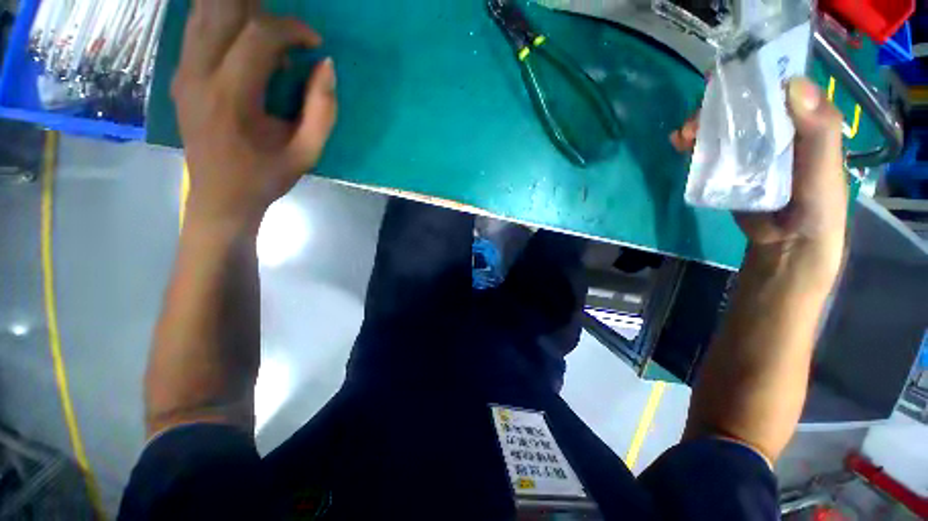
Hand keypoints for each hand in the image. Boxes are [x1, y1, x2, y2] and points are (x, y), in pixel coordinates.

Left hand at [173, 0, 337, 230]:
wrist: (219, 197)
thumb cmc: (266, 177)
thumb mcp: (307, 152)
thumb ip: (322, 110)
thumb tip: (326, 66)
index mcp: (232, 97)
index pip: (258, 35)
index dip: (292, 28)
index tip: (314, 44)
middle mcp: (198, 73)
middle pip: (222, 8)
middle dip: (262, 9)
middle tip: (289, 34)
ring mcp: (183, 71)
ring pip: (205, 11)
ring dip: (241, 11)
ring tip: (270, 37)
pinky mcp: (180, 73)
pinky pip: (197, 27)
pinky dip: (223, 20)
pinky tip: (245, 40)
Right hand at [672, 77, 847, 281]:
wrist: (787, 244)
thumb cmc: (817, 206)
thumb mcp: (826, 168)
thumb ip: (819, 131)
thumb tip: (793, 83)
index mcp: (800, 121)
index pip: (776, 87)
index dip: (754, 78)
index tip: (730, 77)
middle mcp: (773, 130)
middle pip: (742, 106)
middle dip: (718, 105)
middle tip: (698, 117)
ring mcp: (748, 150)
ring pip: (722, 127)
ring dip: (700, 125)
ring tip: (683, 135)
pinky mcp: (728, 169)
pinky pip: (709, 150)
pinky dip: (693, 144)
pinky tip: (680, 144)